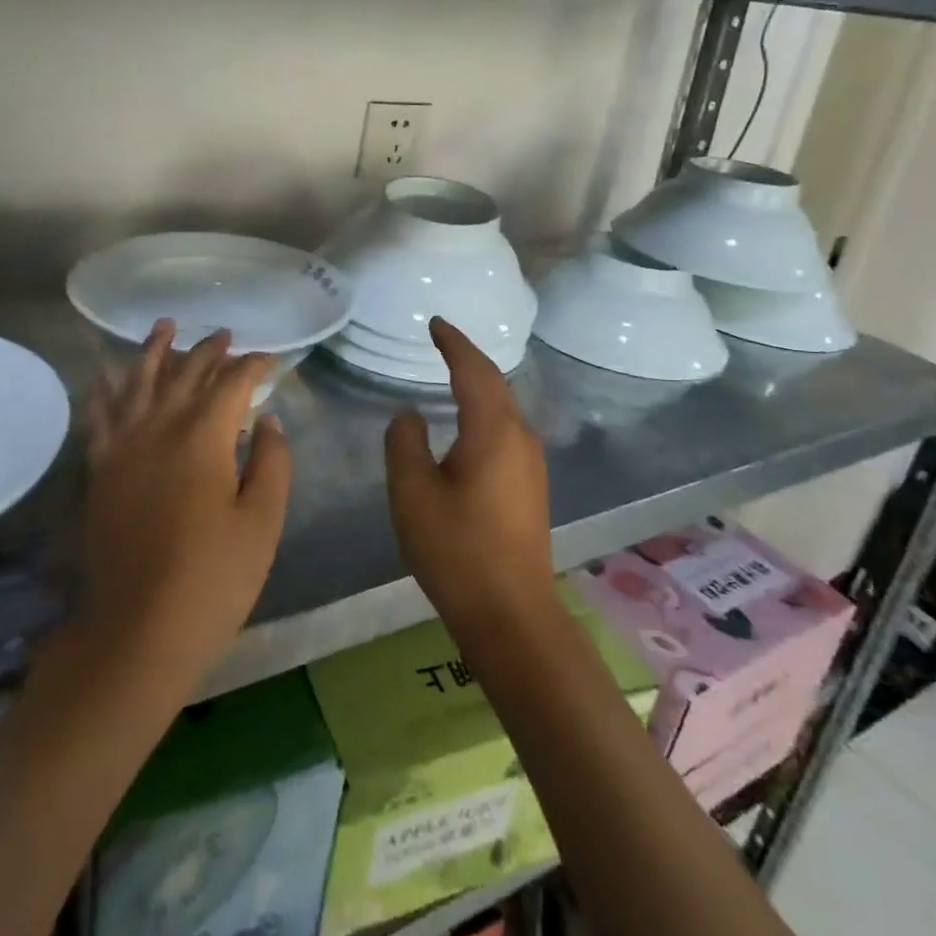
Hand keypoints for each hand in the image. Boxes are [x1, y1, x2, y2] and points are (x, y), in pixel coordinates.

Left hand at [81, 321, 290, 684]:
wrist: (139, 628)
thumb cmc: (213, 578)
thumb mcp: (263, 522)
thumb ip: (271, 462)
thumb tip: (267, 421)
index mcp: (204, 437)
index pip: (231, 383)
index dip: (252, 366)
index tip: (269, 361)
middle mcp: (159, 428)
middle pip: (185, 373)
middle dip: (208, 351)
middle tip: (225, 336)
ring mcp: (123, 447)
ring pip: (138, 382)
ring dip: (153, 351)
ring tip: (164, 327)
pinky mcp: (100, 470)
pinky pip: (99, 416)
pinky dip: (104, 390)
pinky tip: (106, 375)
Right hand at [384, 317, 555, 642]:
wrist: (511, 613)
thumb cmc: (456, 548)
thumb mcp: (412, 492)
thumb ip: (404, 442)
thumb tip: (411, 415)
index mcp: (493, 429)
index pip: (473, 369)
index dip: (453, 342)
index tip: (434, 322)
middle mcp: (519, 437)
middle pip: (494, 383)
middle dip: (467, 358)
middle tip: (441, 340)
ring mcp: (531, 463)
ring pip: (502, 407)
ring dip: (478, 385)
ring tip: (451, 373)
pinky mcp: (530, 486)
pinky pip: (505, 430)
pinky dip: (484, 411)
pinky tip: (468, 423)